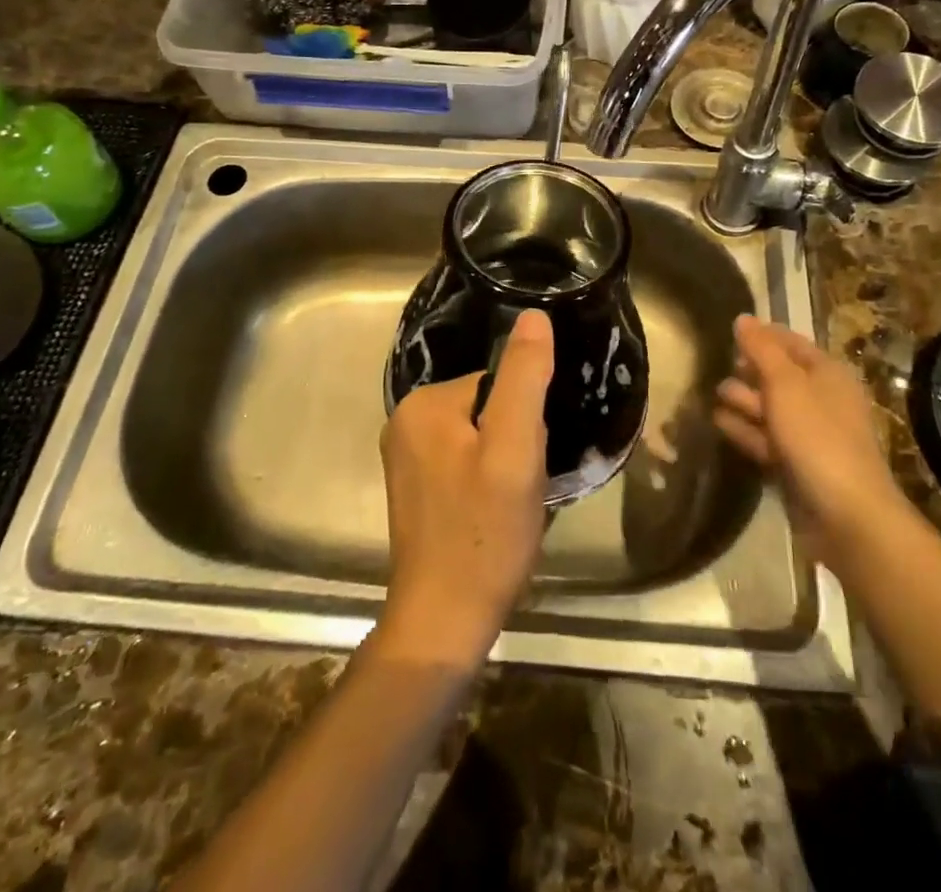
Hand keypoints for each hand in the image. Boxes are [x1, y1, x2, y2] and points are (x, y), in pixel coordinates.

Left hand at [379, 309, 552, 671]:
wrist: (443, 624)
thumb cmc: (484, 534)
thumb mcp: (515, 450)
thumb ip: (525, 378)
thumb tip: (534, 315)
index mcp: (423, 404)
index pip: (498, 384)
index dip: (526, 422)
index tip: (527, 463)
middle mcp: (406, 423)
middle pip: (489, 409)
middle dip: (516, 444)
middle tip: (520, 488)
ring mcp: (407, 459)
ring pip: (482, 438)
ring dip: (506, 466)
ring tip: (510, 506)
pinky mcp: (416, 490)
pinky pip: (467, 464)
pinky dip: (489, 483)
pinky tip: (494, 516)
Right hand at [712, 315, 903, 566]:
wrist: (846, 516)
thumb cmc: (817, 437)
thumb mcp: (786, 384)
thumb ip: (761, 349)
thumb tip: (742, 318)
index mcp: (828, 374)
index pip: (792, 343)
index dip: (763, 334)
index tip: (730, 329)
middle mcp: (821, 400)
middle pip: (779, 375)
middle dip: (748, 368)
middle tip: (714, 360)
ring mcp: (809, 435)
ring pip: (770, 408)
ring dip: (742, 399)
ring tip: (711, 391)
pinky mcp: (795, 465)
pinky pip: (765, 439)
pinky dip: (744, 429)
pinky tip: (718, 421)